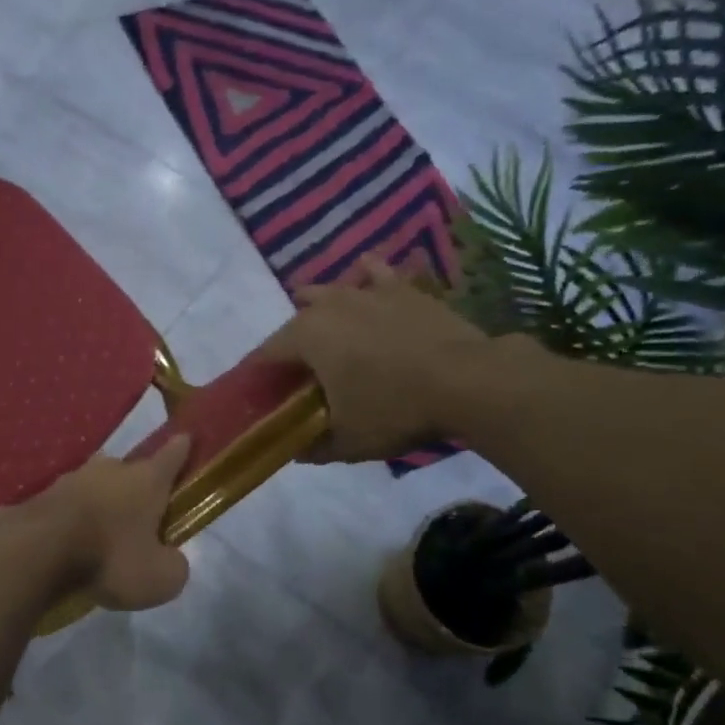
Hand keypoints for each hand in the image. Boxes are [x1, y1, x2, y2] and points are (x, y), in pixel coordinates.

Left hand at [7, 435, 192, 610]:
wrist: (36, 552)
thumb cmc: (110, 558)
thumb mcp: (159, 578)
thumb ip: (174, 566)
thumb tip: (170, 560)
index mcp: (146, 480)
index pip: (172, 455)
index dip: (182, 448)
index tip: (187, 437)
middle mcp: (110, 470)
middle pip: (130, 470)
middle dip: (136, 486)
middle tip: (140, 512)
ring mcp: (71, 479)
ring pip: (94, 485)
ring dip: (100, 502)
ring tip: (101, 532)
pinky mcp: (40, 497)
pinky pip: (66, 506)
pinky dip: (71, 519)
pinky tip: (69, 541)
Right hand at [261, 255, 512, 461]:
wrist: (467, 381)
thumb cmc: (394, 410)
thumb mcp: (346, 442)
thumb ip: (313, 447)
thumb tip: (296, 450)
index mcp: (306, 337)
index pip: (266, 354)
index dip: (258, 374)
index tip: (258, 392)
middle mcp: (330, 305)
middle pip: (295, 321)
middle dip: (290, 344)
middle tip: (298, 373)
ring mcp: (368, 292)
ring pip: (330, 291)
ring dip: (318, 306)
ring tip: (319, 321)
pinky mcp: (404, 290)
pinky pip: (376, 274)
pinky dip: (366, 276)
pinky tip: (364, 274)